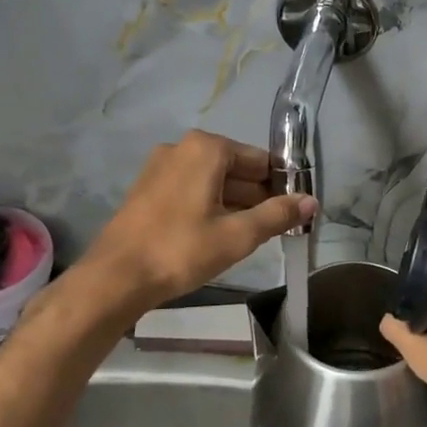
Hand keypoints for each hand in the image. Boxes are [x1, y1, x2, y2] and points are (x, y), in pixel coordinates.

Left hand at [80, 131, 316, 310]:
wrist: (115, 278)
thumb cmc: (180, 250)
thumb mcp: (237, 235)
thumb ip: (278, 215)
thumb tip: (311, 201)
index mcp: (206, 148)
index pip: (259, 160)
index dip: (281, 184)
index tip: (294, 211)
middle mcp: (182, 148)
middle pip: (235, 168)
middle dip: (258, 195)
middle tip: (277, 227)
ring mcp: (160, 167)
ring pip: (212, 181)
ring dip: (235, 203)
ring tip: (252, 235)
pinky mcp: (147, 189)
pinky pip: (191, 190)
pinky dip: (210, 206)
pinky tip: (220, 234)